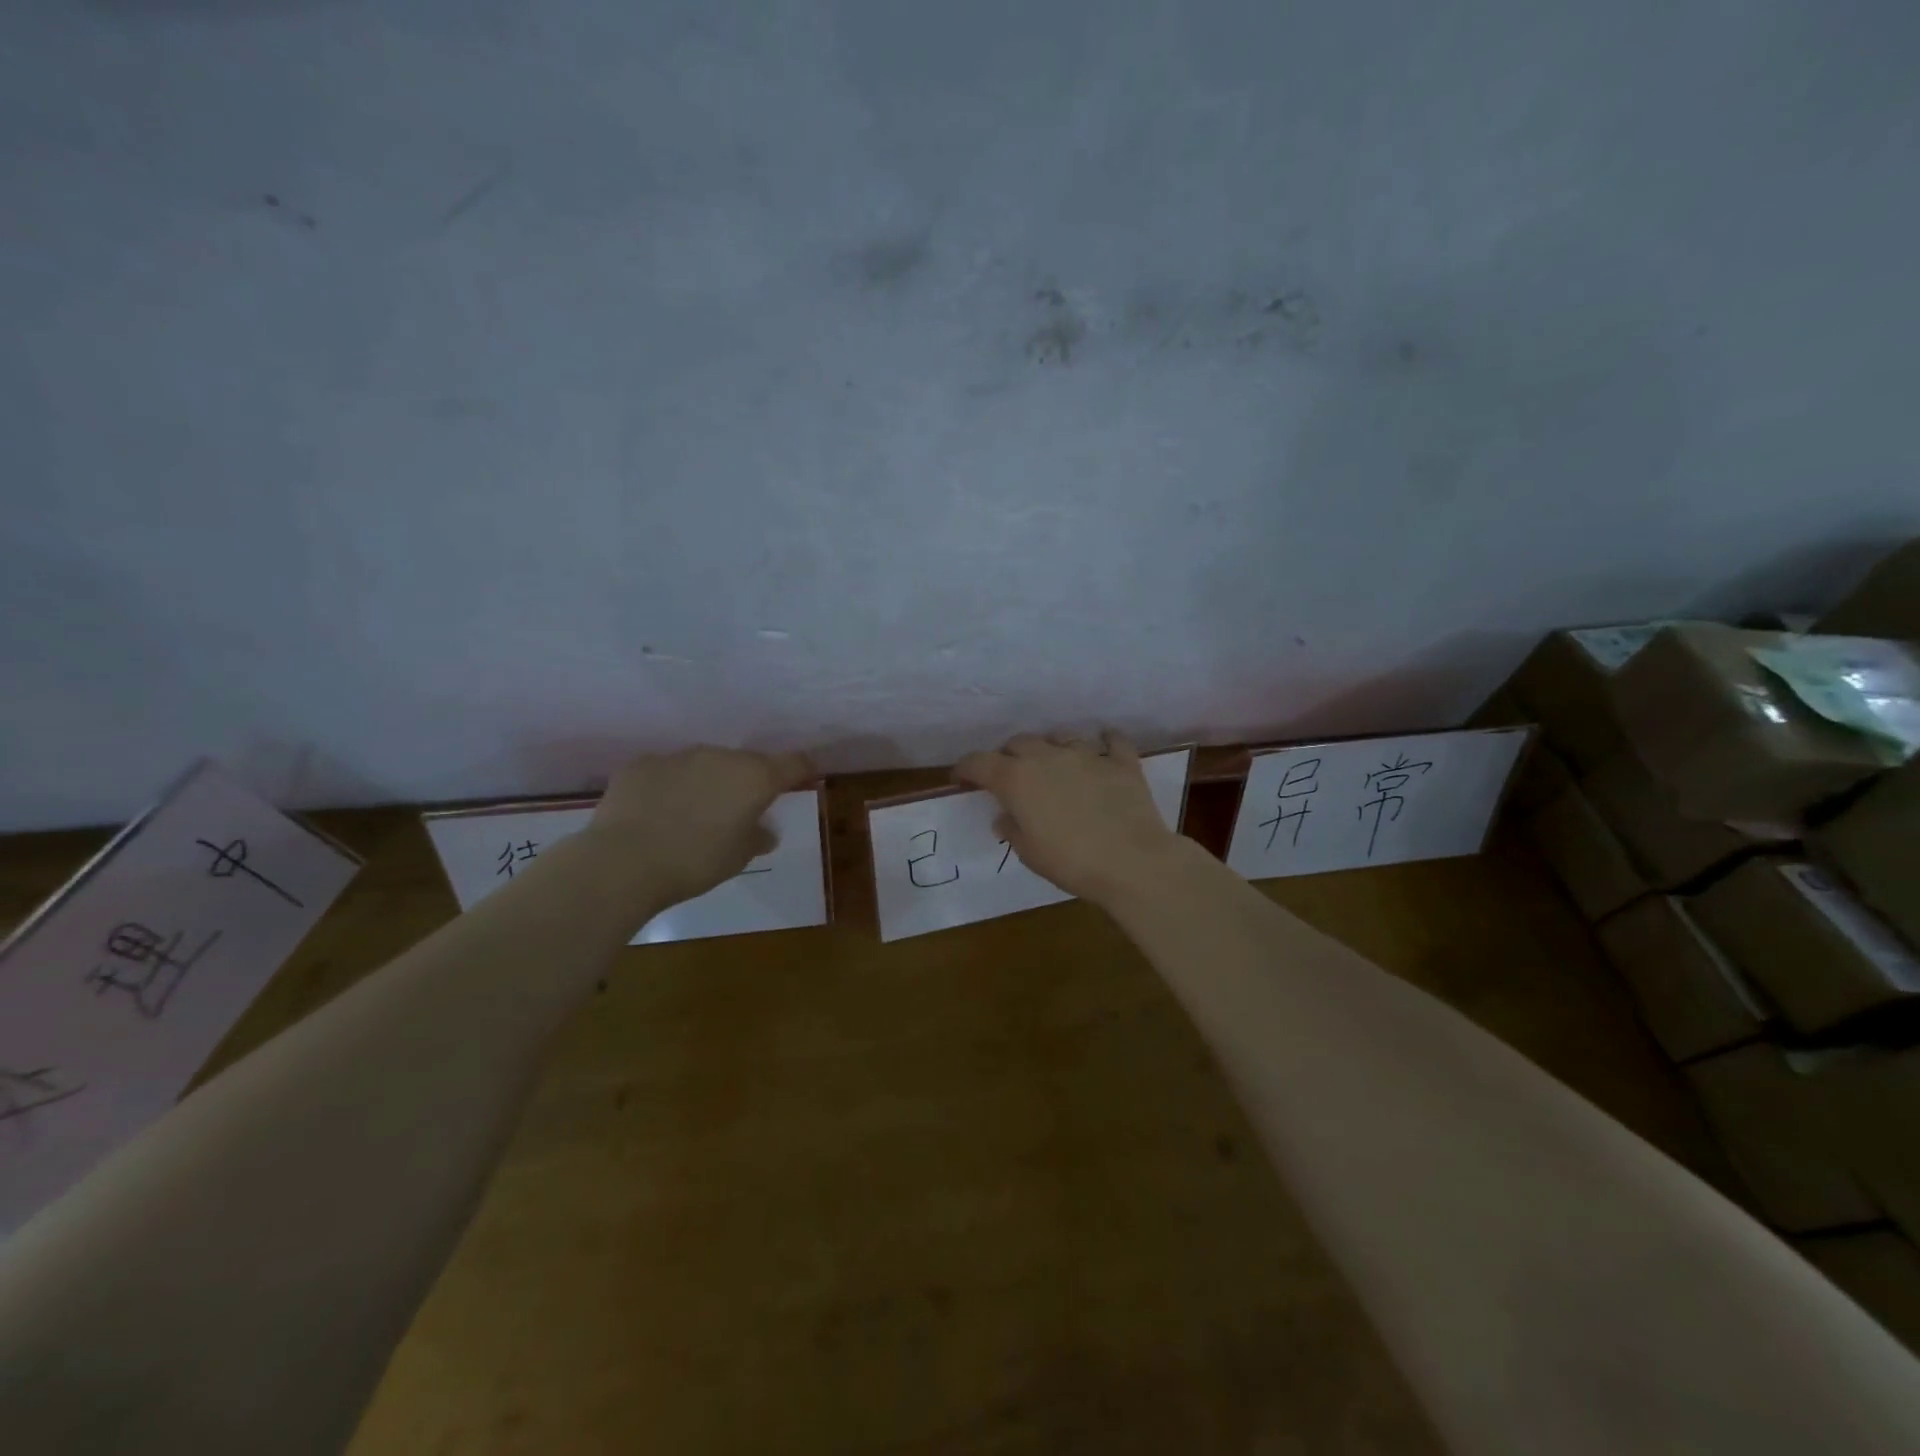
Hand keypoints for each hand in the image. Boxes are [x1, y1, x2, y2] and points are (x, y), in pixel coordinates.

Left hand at [584, 746, 814, 906]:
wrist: (624, 862)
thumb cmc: (696, 862)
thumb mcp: (738, 857)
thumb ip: (757, 837)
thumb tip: (765, 831)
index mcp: (755, 778)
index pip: (793, 763)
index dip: (802, 769)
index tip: (805, 776)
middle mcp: (721, 757)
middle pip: (745, 763)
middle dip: (745, 782)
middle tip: (737, 810)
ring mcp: (678, 756)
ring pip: (704, 764)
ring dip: (706, 782)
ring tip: (692, 813)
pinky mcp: (642, 763)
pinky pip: (666, 771)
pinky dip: (669, 786)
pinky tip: (656, 812)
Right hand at [953, 733, 1183, 905]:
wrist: (1133, 862)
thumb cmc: (1071, 863)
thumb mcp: (1029, 853)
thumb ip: (1012, 829)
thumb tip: (1005, 817)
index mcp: (1017, 779)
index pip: (979, 762)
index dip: (966, 768)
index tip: (961, 779)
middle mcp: (1048, 757)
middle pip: (1019, 743)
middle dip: (1008, 756)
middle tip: (1009, 777)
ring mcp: (1087, 755)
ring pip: (1060, 737)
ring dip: (1050, 748)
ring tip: (1052, 765)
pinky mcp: (1121, 762)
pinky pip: (1112, 742)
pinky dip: (1104, 743)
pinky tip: (1103, 747)